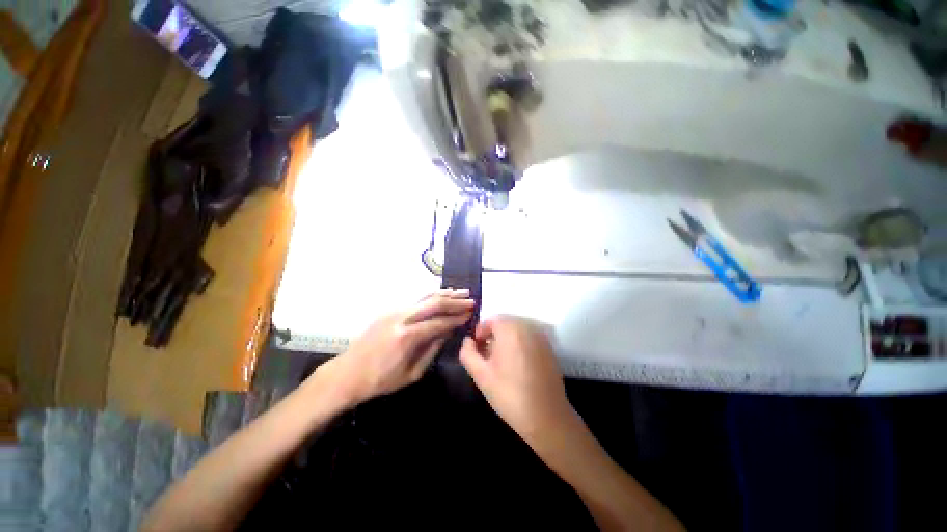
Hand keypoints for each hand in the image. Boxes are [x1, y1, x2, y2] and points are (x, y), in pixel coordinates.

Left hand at [318, 289, 474, 406]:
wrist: (347, 373)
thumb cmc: (381, 380)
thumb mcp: (412, 373)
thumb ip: (432, 350)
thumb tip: (448, 332)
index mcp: (407, 337)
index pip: (439, 323)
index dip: (457, 318)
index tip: (471, 314)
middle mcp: (401, 318)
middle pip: (434, 304)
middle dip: (455, 301)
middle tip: (471, 300)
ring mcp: (394, 311)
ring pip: (425, 297)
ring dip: (445, 294)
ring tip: (461, 291)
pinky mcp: (390, 310)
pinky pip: (416, 300)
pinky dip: (431, 296)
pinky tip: (441, 294)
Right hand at [459, 316, 573, 443]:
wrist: (546, 417)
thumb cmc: (509, 394)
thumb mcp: (481, 375)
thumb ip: (468, 353)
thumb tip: (468, 340)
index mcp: (510, 330)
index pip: (491, 320)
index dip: (480, 332)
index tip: (476, 349)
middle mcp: (527, 327)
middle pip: (504, 323)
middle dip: (492, 335)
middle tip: (486, 356)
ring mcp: (540, 337)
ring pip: (516, 330)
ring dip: (505, 339)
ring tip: (499, 362)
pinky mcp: (548, 348)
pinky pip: (528, 338)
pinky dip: (518, 344)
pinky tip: (516, 365)